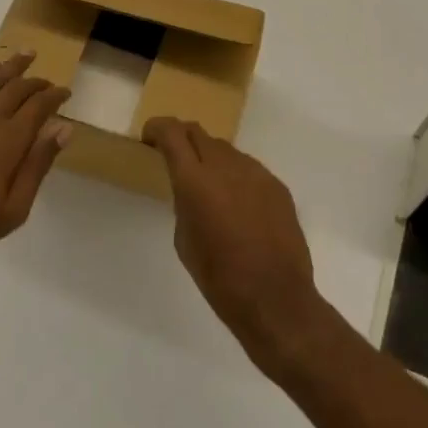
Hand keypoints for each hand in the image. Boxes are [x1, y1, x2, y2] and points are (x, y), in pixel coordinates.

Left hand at [0, 53, 72, 286]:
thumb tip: (62, 128)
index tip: (65, 92)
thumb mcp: (12, 210)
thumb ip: (38, 165)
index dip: (55, 96)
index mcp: (8, 141)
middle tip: (47, 80)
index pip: (39, 106)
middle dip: (36, 81)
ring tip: (25, 54)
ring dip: (10, 66)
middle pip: (17, 88)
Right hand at [143, 117, 329, 371]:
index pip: (172, 132)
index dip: (157, 128)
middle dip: (182, 138)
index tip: (150, 139)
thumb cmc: (220, 279)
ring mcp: (256, 173)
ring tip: (210, 187)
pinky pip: (249, 169)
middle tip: (174, 157)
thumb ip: (184, 204)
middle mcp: (226, 166)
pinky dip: (235, 176)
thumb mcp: (185, 241)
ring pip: (226, 150)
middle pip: (198, 132)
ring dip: (211, 158)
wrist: (275, 299)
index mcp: (195, 181)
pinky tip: (238, 205)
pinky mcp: (277, 185)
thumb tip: (191, 191)